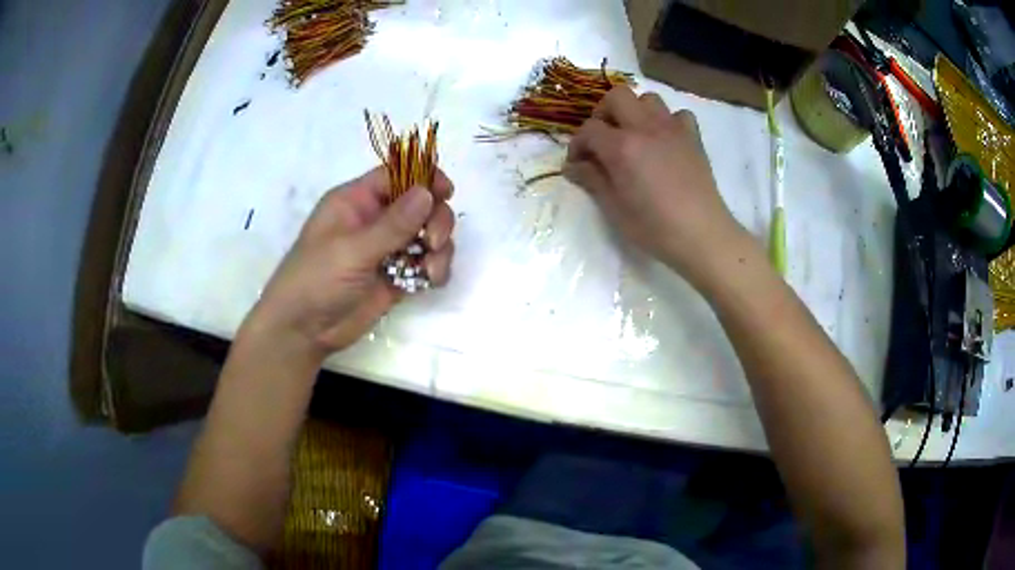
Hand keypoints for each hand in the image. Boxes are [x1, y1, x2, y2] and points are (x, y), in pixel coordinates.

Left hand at [242, 167, 455, 363]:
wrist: (304, 331)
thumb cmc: (316, 280)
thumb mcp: (352, 250)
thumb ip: (392, 225)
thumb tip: (427, 192)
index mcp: (356, 202)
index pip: (396, 176)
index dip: (424, 178)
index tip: (447, 192)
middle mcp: (374, 220)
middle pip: (420, 204)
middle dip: (436, 219)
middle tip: (432, 241)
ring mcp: (387, 250)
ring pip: (427, 235)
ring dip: (439, 248)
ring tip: (430, 270)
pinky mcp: (396, 277)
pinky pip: (426, 264)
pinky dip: (435, 269)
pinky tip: (430, 281)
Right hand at [564, 86, 744, 286]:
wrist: (702, 235)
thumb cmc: (654, 227)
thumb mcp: (614, 209)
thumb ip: (592, 180)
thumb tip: (572, 166)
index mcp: (621, 147)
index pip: (589, 129)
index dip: (577, 145)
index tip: (577, 164)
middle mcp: (645, 128)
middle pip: (616, 96)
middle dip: (603, 113)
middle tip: (603, 139)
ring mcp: (672, 129)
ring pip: (648, 99)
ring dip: (635, 112)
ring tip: (634, 136)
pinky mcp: (693, 137)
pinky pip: (679, 114)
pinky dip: (669, 121)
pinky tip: (665, 141)